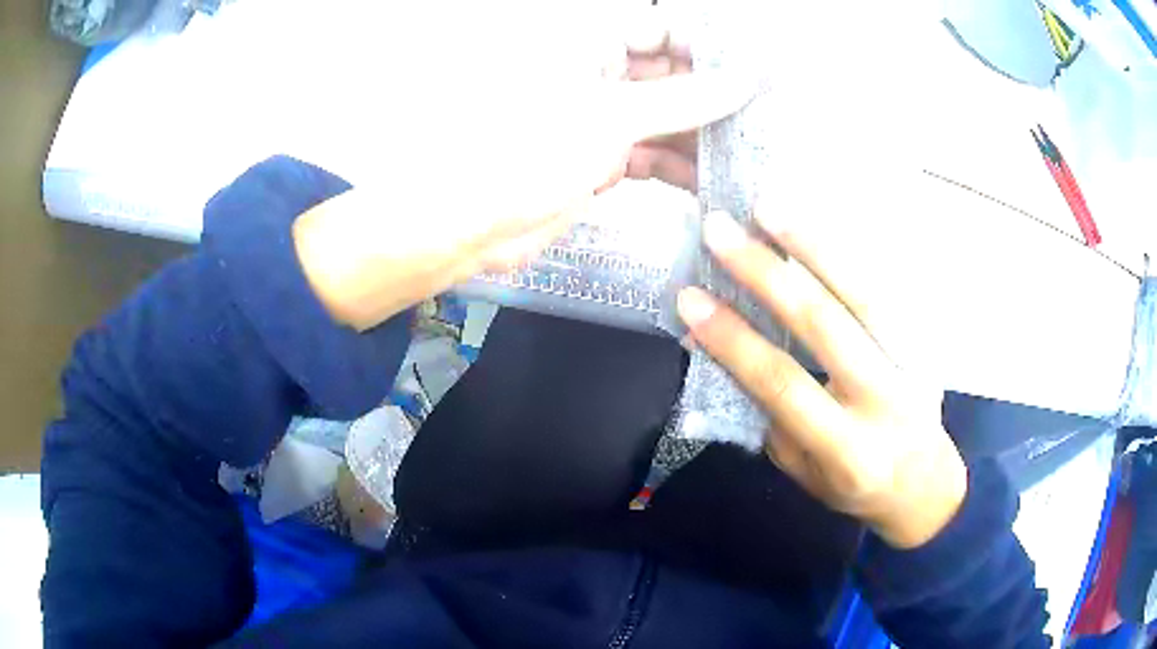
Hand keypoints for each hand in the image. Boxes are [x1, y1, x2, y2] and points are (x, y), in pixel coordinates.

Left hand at [292, 6, 753, 330]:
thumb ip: (684, 98)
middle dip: (716, 96)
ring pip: (666, 118)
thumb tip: (745, 80)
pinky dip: (682, 167)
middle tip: (767, 117)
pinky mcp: (600, 160)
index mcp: (589, 46)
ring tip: (753, 152)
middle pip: (671, 75)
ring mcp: (599, 119)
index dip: (711, 47)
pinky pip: (652, 155)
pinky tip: (715, 180)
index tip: (758, 69)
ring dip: (705, 135)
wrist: (470, 224)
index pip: (663, 30)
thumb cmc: (526, 152)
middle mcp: (597, 75)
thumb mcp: (611, 116)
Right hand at [677, 210, 965, 548]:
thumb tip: (723, 354)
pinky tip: (816, 223)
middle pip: (825, 326)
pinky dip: (848, 253)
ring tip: (769, 206)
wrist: (925, 486)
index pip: (783, 384)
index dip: (734, 340)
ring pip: (864, 294)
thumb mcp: (803, 473)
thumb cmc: (854, 486)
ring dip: (814, 246)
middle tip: (720, 231)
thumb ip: (769, 416)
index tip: (690, 299)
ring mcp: (911, 364)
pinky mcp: (924, 341)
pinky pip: (886, 287)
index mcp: (847, 448)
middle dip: (767, 275)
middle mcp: (883, 401)